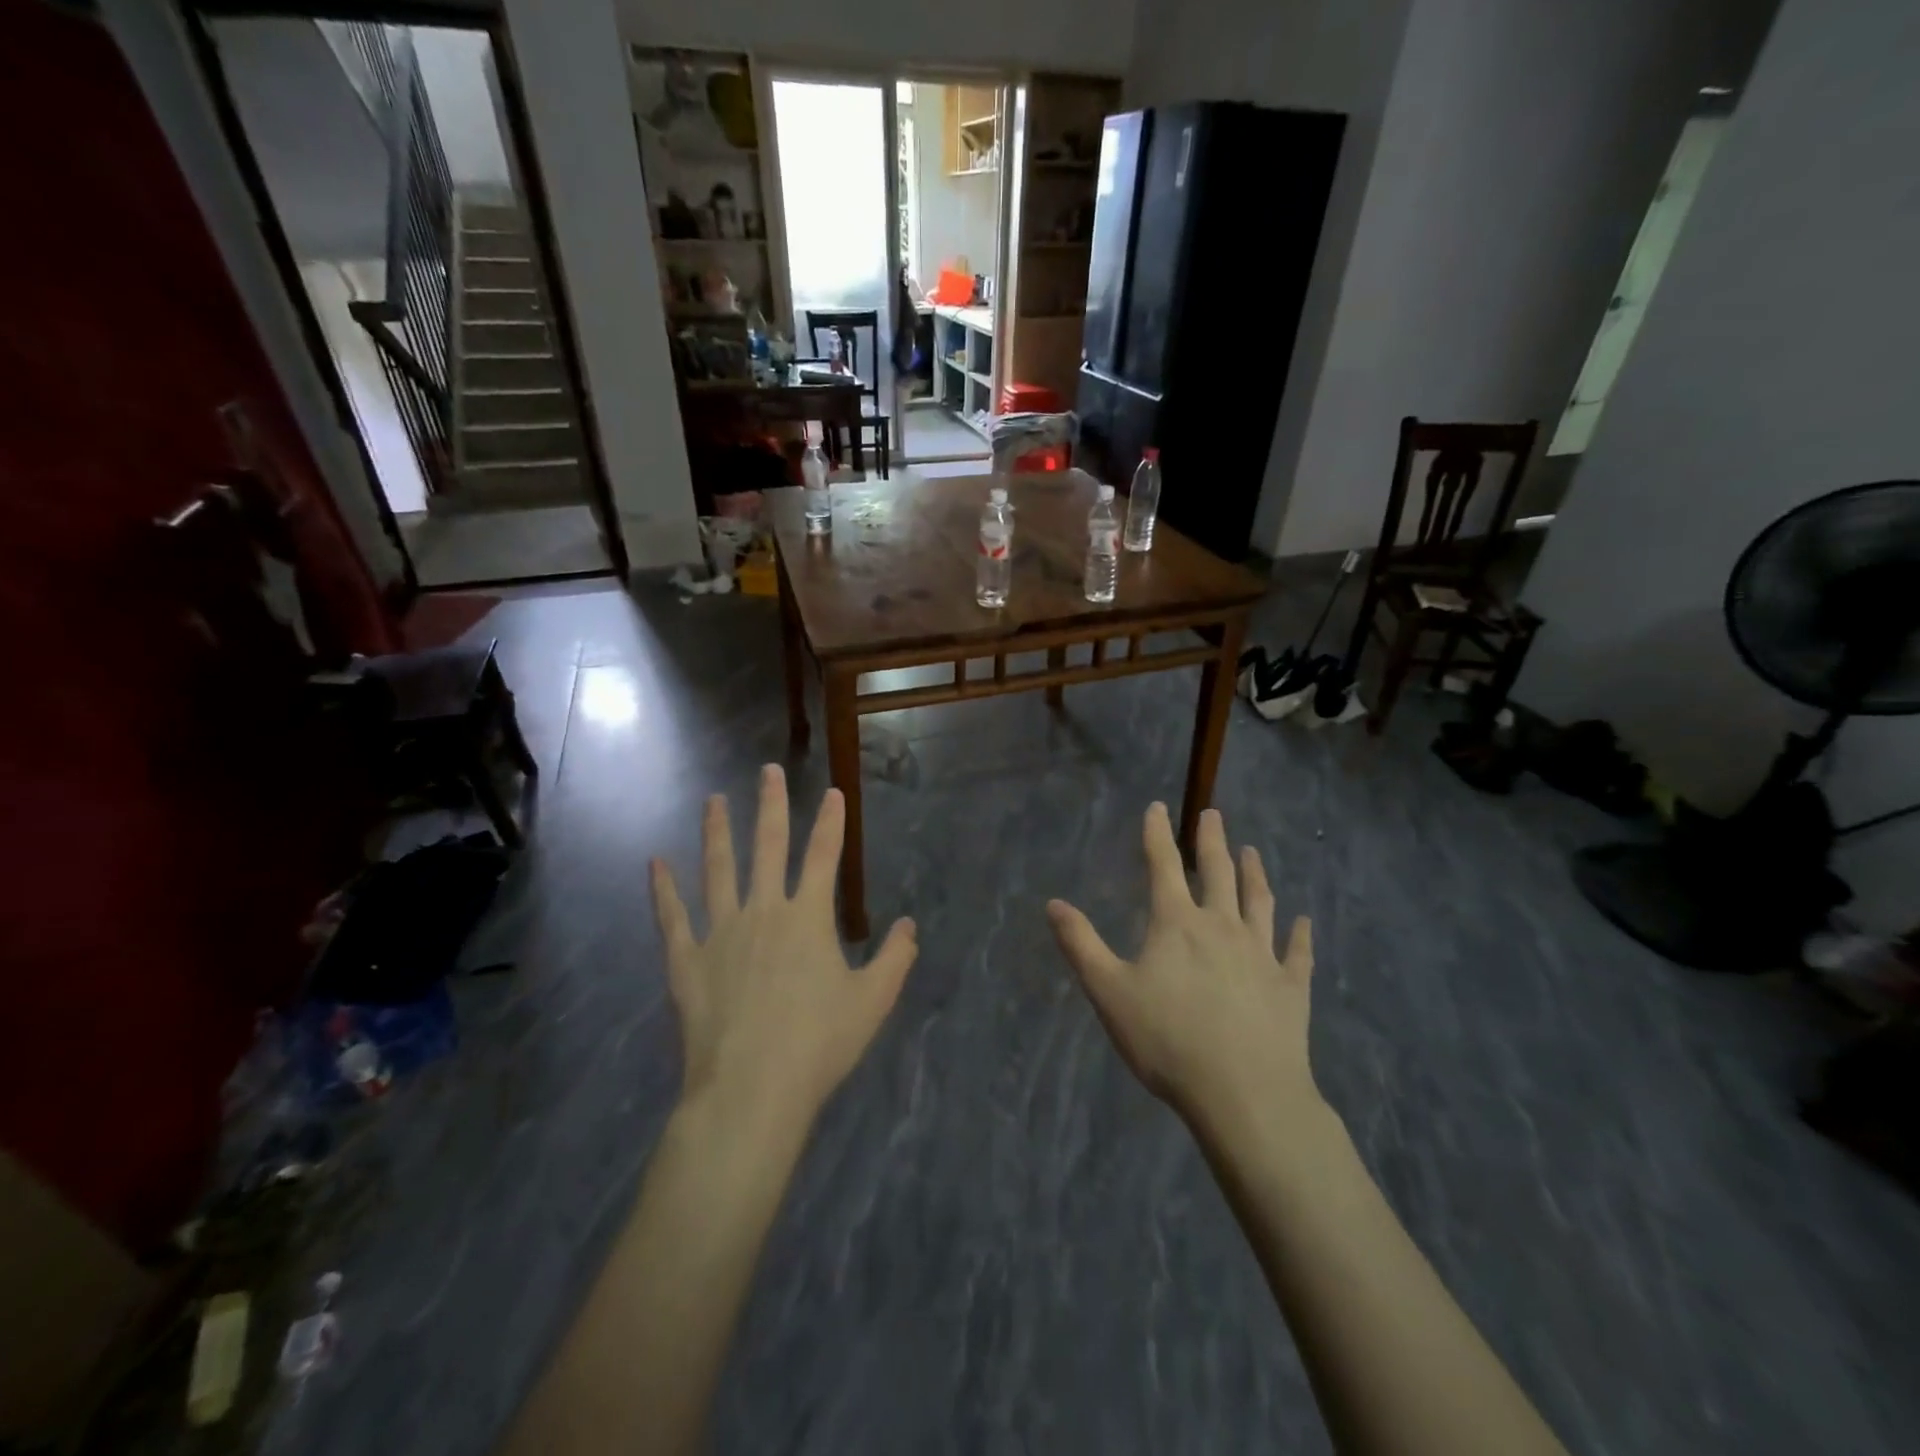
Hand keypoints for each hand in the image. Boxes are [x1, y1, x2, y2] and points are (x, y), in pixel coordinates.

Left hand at [651, 764, 917, 1135]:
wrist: (752, 1088)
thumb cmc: (819, 1044)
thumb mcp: (873, 1002)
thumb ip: (895, 959)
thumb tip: (910, 925)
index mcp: (809, 918)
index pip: (825, 856)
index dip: (832, 822)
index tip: (833, 793)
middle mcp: (764, 911)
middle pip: (768, 846)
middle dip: (771, 806)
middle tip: (767, 771)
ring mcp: (720, 932)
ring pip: (718, 869)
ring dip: (716, 832)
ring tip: (713, 800)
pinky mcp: (686, 960)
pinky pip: (672, 917)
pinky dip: (663, 889)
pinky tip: (655, 863)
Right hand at [1047, 803, 1319, 1139]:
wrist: (1245, 1094)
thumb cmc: (1168, 1040)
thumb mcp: (1109, 992)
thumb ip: (1080, 944)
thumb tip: (1053, 903)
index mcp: (1176, 924)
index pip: (1163, 865)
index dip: (1157, 833)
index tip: (1157, 806)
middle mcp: (1222, 926)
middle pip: (1217, 873)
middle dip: (1212, 841)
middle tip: (1214, 814)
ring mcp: (1262, 954)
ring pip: (1259, 902)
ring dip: (1255, 874)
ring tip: (1253, 852)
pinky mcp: (1290, 987)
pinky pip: (1296, 952)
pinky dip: (1300, 934)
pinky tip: (1304, 922)